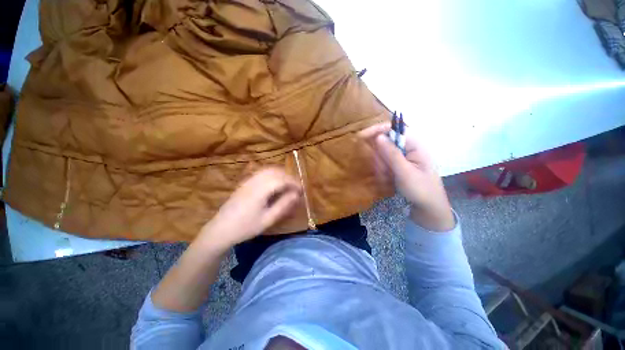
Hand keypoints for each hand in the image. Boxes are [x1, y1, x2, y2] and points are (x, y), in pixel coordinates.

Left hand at [198, 168, 301, 250]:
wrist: (220, 229)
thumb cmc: (245, 228)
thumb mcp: (267, 220)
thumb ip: (283, 206)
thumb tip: (296, 195)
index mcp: (260, 191)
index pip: (281, 180)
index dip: (294, 183)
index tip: (302, 190)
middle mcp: (254, 181)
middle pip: (276, 172)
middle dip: (289, 177)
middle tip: (297, 188)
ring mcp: (248, 180)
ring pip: (269, 170)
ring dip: (281, 174)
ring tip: (288, 184)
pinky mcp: (245, 182)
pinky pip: (262, 172)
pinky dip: (273, 174)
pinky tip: (276, 182)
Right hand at [359, 123, 454, 230]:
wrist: (429, 207)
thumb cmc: (420, 189)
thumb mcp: (404, 172)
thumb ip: (391, 154)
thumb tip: (378, 136)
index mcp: (416, 144)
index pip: (396, 128)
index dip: (378, 129)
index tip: (362, 136)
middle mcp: (411, 146)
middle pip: (388, 141)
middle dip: (380, 155)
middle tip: (381, 170)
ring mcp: (406, 155)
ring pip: (385, 152)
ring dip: (382, 164)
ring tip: (387, 177)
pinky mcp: (402, 162)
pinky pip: (387, 160)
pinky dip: (384, 168)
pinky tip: (388, 178)